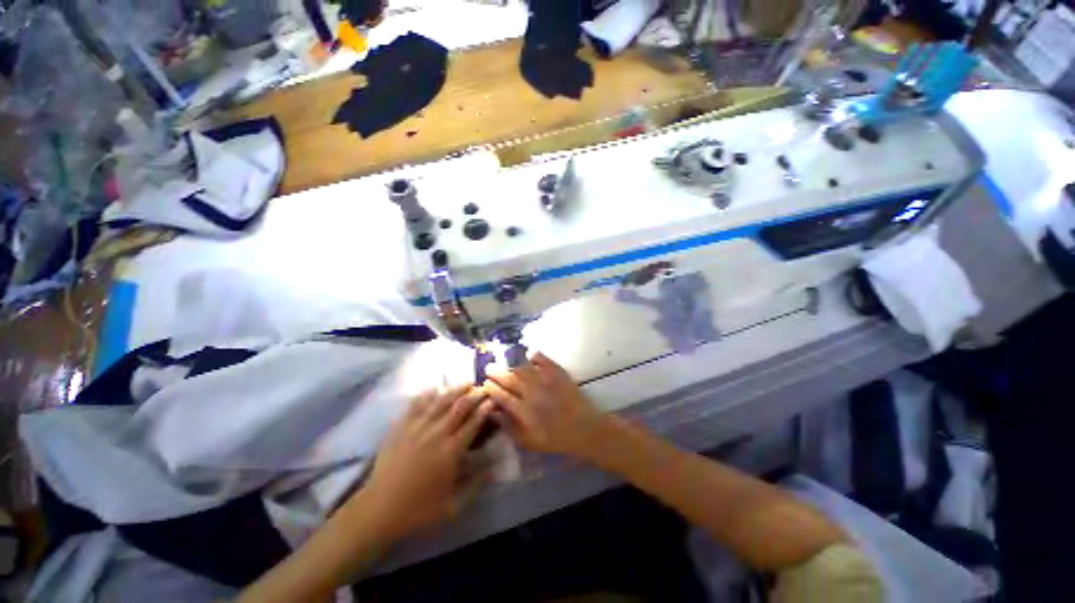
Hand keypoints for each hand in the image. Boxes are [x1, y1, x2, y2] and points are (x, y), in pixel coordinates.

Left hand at [358, 385, 492, 541]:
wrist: (378, 511)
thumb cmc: (418, 510)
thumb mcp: (453, 506)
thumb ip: (477, 484)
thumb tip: (495, 465)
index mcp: (450, 452)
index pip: (473, 423)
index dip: (485, 409)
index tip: (493, 400)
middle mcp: (436, 434)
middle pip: (459, 407)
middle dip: (474, 394)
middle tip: (483, 387)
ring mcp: (416, 428)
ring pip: (440, 401)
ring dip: (456, 389)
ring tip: (467, 382)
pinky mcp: (400, 428)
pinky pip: (415, 405)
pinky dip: (427, 394)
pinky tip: (435, 388)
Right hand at [483, 353, 604, 457]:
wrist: (584, 428)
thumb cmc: (555, 438)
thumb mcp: (528, 441)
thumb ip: (509, 427)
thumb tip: (493, 413)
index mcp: (523, 411)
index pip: (501, 396)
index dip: (491, 388)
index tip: (484, 384)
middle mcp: (532, 393)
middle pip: (509, 379)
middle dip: (496, 373)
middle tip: (488, 368)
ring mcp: (545, 380)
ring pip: (522, 368)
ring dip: (512, 366)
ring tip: (506, 367)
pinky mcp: (557, 373)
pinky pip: (543, 359)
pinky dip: (535, 356)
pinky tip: (530, 355)